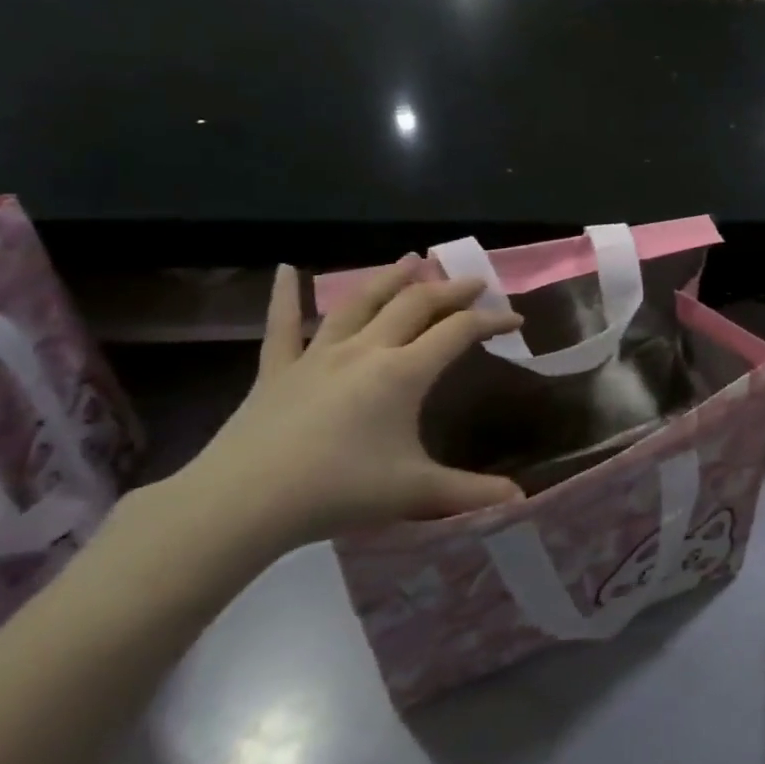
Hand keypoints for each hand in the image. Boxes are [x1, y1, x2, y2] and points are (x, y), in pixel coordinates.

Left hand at [171, 258, 524, 553]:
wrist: (243, 503)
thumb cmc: (338, 492)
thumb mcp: (415, 492)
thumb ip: (471, 492)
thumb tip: (521, 500)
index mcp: (402, 372)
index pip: (458, 332)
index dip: (491, 320)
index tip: (516, 320)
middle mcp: (365, 350)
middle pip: (415, 304)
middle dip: (450, 289)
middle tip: (473, 282)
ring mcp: (317, 355)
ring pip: (360, 302)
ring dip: (390, 278)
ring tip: (411, 259)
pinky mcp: (277, 370)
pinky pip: (282, 324)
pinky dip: (286, 295)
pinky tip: (287, 269)